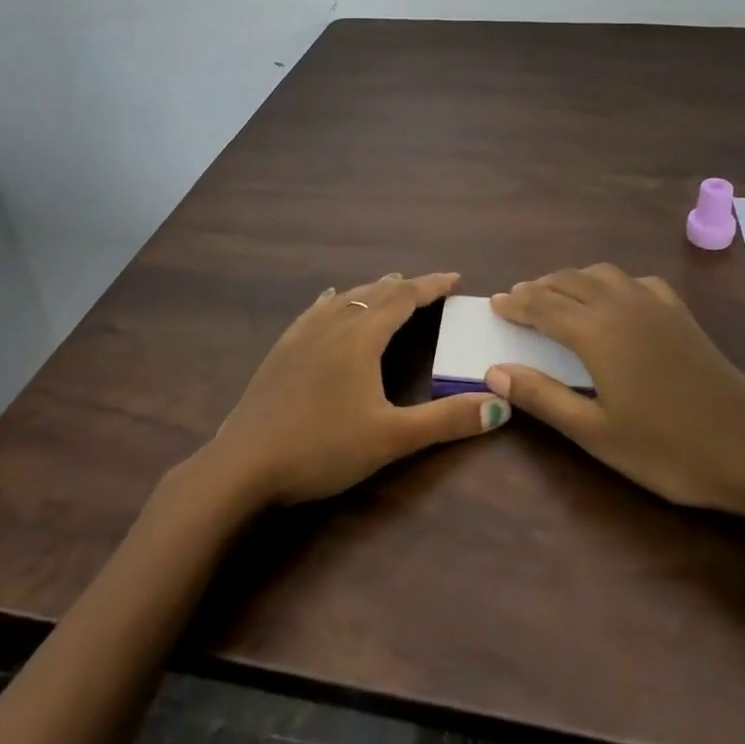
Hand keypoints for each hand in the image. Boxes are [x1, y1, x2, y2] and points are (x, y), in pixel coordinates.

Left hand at [202, 272, 509, 506]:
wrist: (244, 465)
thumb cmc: (323, 448)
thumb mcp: (391, 438)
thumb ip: (446, 420)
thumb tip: (500, 405)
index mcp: (361, 337)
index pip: (404, 298)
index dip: (431, 286)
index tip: (456, 278)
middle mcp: (333, 324)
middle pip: (375, 293)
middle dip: (406, 286)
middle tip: (430, 287)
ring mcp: (302, 335)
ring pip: (344, 298)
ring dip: (371, 290)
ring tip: (388, 285)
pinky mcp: (281, 350)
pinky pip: (315, 310)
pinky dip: (334, 300)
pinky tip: (329, 299)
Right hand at [486, 264, 744, 519]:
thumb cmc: (667, 449)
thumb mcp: (596, 432)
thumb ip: (543, 397)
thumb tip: (494, 371)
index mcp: (596, 332)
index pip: (543, 306)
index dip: (516, 304)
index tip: (495, 303)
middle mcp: (621, 306)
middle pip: (569, 282)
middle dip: (539, 288)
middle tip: (518, 299)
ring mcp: (655, 306)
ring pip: (602, 274)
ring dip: (573, 279)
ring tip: (557, 295)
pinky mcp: (680, 314)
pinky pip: (636, 282)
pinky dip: (612, 283)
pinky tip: (615, 299)